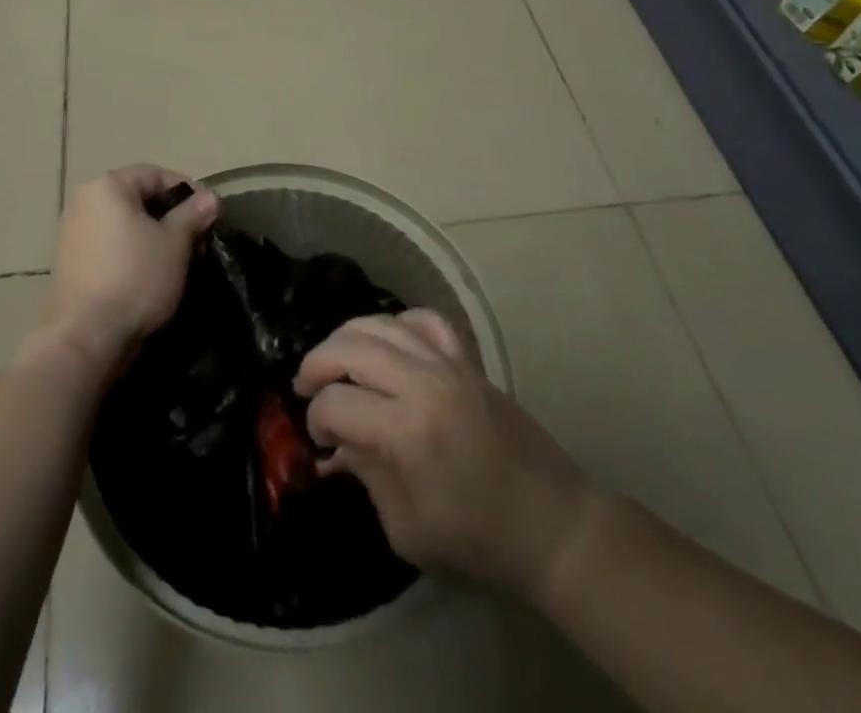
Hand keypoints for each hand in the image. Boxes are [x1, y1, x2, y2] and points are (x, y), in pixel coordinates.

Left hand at [39, 165, 218, 375]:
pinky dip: (132, 252)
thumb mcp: (174, 243)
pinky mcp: (70, 262)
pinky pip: (109, 244)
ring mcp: (72, 232)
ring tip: (177, 260)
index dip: (187, 191)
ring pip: (124, 223)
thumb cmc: (135, 278)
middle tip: (196, 240)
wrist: (86, 337)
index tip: (209, 215)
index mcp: (107, 186)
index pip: (155, 174)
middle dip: (170, 216)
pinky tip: (150, 275)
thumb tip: (210, 198)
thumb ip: (192, 215)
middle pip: (137, 198)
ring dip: (152, 235)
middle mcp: (84, 201)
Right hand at [295, 311, 599, 602]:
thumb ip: (366, 476)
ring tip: (334, 361)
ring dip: (347, 338)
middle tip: (307, 388)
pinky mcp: (467, 360)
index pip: (337, 403)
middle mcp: (424, 384)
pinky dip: (397, 323)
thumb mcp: (408, 529)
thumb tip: (336, 444)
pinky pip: (424, 320)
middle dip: (318, 364)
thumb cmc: (478, 539)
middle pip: (351, 348)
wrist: (552, 524)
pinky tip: (386, 343)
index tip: (319, 440)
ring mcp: (449, 364)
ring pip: (381, 323)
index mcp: (408, 432)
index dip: (316, 419)